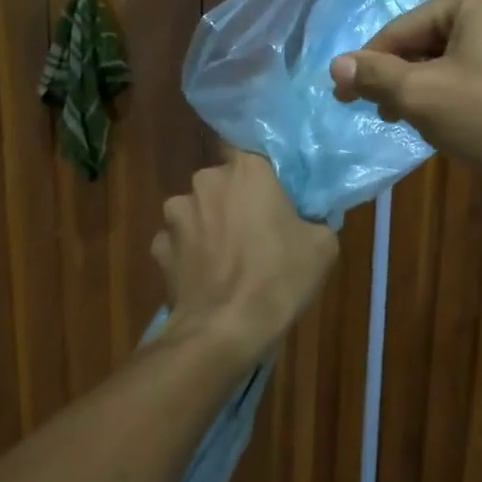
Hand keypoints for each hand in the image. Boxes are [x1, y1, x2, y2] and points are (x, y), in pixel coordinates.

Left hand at [152, 152, 337, 359]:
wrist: (223, 332)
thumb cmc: (279, 279)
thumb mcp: (324, 246)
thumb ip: (315, 217)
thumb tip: (307, 217)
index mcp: (247, 170)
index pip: (250, 150)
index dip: (261, 172)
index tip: (272, 191)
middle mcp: (205, 180)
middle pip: (223, 181)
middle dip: (235, 200)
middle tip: (256, 229)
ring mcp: (176, 214)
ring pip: (198, 211)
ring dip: (209, 226)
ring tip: (227, 259)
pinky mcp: (158, 247)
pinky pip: (179, 242)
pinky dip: (190, 254)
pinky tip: (206, 278)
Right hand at [329, 0, 481, 192]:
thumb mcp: (424, 97)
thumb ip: (376, 76)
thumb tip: (336, 64)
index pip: (402, 29)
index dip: (368, 67)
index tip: (341, 98)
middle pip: (430, 41)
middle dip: (403, 79)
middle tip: (381, 116)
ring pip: (457, 59)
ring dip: (430, 90)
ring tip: (416, 125)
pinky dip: (462, 94)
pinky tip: (458, 124)